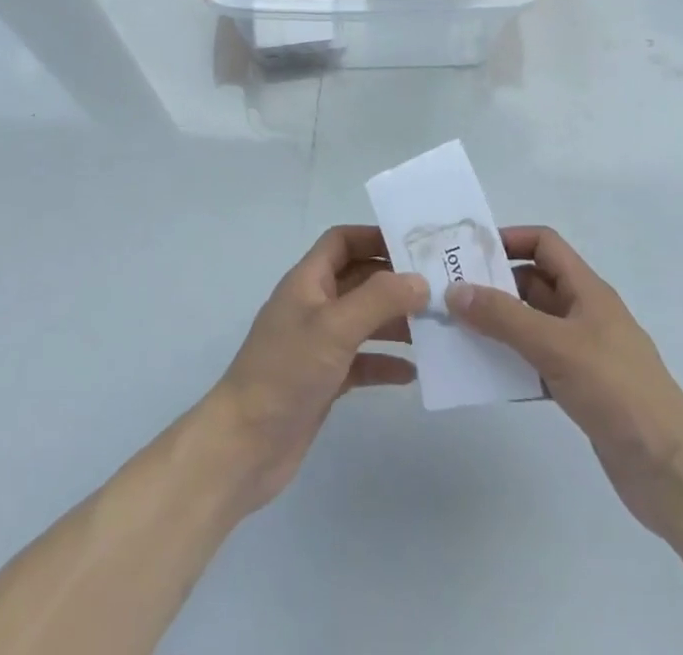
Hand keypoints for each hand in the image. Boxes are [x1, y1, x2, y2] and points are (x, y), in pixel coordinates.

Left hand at [199, 226, 427, 515]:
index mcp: (307, 281)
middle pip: (358, 279)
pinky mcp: (324, 380)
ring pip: (363, 321)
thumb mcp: (334, 327)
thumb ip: (379, 299)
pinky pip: (361, 362)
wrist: (245, 445)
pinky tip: (412, 373)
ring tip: (434, 328)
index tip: (413, 246)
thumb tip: (420, 280)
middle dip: (394, 281)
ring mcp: (318, 344)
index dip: (373, 237)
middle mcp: (313, 306)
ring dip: (395, 322)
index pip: (341, 242)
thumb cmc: (286, 371)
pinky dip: (385, 363)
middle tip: (437, 288)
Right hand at [446, 226, 682, 548]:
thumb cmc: (617, 391)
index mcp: (587, 290)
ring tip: (456, 331)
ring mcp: (583, 352)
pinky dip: (511, 361)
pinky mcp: (580, 388)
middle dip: (494, 284)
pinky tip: (484, 373)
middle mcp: (584, 313)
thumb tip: (454, 290)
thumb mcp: (556, 346)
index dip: (509, 240)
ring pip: (531, 323)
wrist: (671, 472)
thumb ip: (503, 317)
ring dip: (498, 324)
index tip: (469, 252)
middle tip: (450, 293)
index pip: (544, 244)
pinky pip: (535, 361)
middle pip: (533, 283)